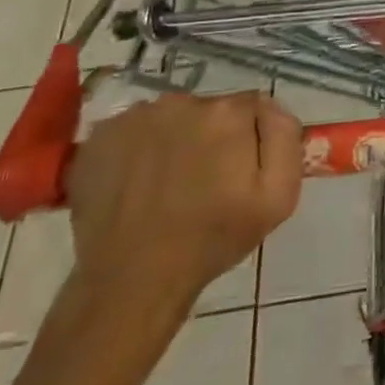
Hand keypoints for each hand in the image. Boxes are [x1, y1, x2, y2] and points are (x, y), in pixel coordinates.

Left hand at [68, 91, 302, 320]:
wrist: (130, 283)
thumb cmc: (211, 240)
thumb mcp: (278, 197)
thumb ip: (285, 138)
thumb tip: (271, 108)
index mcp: (227, 112)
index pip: (252, 108)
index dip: (249, 140)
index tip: (238, 174)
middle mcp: (181, 101)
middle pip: (210, 110)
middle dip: (212, 138)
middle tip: (203, 184)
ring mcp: (135, 117)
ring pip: (171, 119)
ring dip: (175, 142)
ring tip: (166, 188)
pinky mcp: (99, 137)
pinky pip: (133, 131)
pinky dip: (138, 151)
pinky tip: (136, 186)